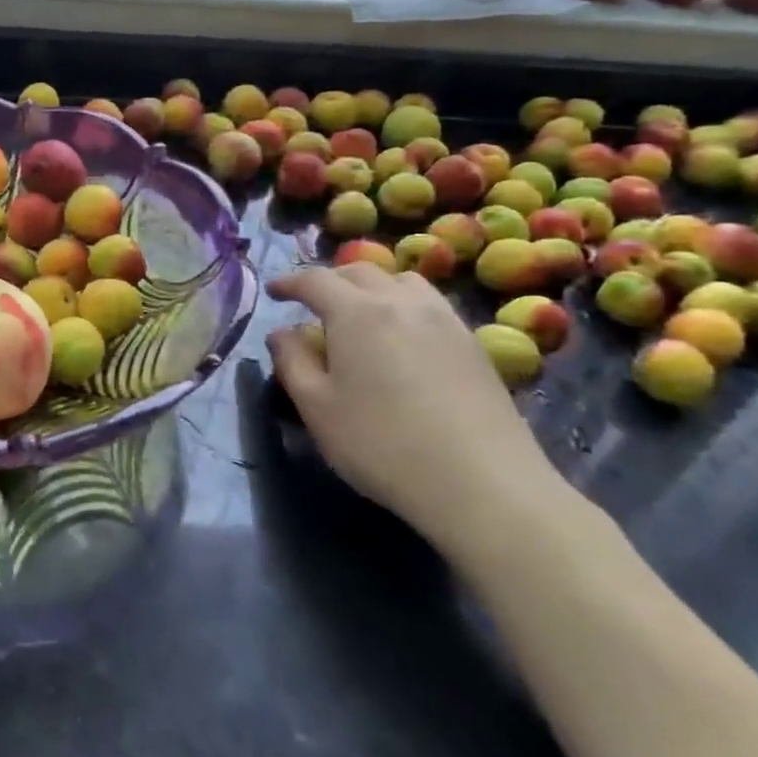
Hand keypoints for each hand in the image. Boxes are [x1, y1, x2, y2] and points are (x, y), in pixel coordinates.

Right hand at [267, 264, 572, 565]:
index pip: (315, 280)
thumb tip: (282, 332)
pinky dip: (404, 306)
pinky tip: (402, 340)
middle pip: (359, 272)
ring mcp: (444, 320)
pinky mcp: (473, 344)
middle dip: (329, 281)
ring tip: (361, 315)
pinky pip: (430, 305)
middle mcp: (401, 302)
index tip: (274, 292)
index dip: (289, 282)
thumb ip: (292, 361)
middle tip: (312, 304)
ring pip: (401, 281)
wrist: (483, 484)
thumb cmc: (382, 445)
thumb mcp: (317, 408)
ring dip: (372, 287)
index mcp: (356, 313)